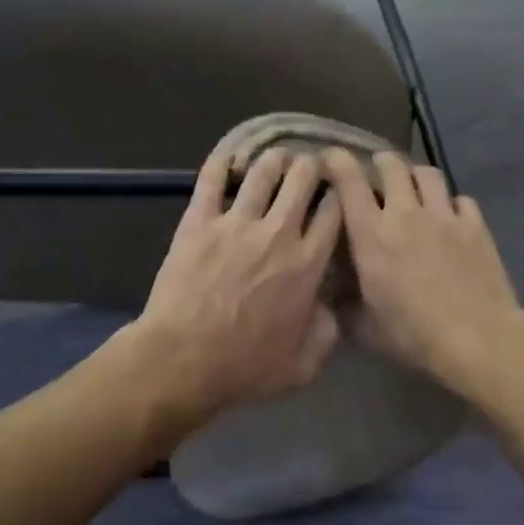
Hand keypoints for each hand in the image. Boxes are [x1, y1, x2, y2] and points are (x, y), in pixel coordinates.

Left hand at [130, 147, 342, 427]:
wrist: (184, 360)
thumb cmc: (246, 367)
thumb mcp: (304, 365)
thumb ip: (327, 331)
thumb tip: (331, 307)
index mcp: (308, 263)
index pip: (334, 211)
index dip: (339, 196)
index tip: (337, 194)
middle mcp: (278, 233)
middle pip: (303, 179)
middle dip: (310, 168)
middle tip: (308, 170)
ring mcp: (236, 223)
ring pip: (263, 171)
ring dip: (274, 160)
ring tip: (275, 159)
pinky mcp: (199, 222)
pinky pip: (212, 179)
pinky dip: (223, 162)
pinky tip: (230, 157)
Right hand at [323, 149, 523, 395]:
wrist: (476, 338)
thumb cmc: (413, 335)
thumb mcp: (365, 328)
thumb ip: (345, 306)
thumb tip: (332, 297)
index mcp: (372, 235)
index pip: (349, 182)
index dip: (337, 161)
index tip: (330, 157)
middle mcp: (406, 214)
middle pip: (392, 166)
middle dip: (381, 163)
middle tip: (377, 172)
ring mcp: (444, 216)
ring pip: (428, 174)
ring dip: (416, 176)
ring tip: (414, 187)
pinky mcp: (476, 226)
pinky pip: (461, 200)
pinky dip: (451, 203)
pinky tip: (450, 217)